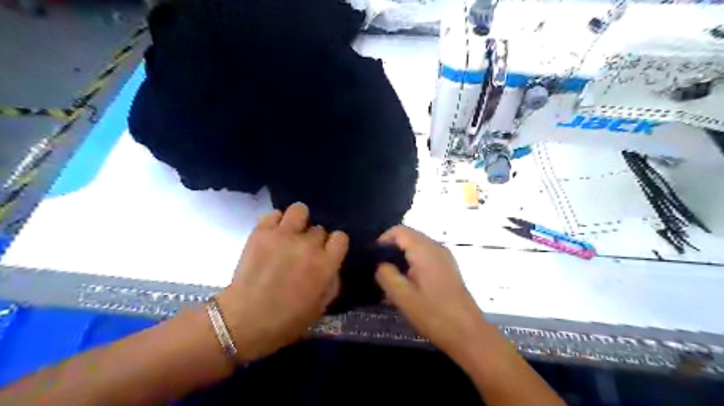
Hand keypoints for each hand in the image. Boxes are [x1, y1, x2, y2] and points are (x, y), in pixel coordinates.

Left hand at [218, 201, 346, 362]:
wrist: (243, 321)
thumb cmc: (285, 322)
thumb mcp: (320, 308)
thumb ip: (332, 283)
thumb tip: (332, 267)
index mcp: (325, 264)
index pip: (341, 237)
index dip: (334, 245)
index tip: (327, 254)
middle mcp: (308, 244)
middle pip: (319, 228)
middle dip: (314, 240)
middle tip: (302, 253)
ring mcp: (284, 235)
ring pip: (299, 210)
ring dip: (298, 221)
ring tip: (290, 234)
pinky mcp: (261, 232)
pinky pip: (274, 214)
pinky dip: (276, 222)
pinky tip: (273, 235)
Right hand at [376, 227, 488, 356]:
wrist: (469, 333)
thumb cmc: (434, 315)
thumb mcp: (403, 297)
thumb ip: (386, 275)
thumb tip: (380, 264)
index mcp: (425, 250)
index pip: (399, 231)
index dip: (383, 240)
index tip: (373, 258)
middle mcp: (436, 247)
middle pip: (409, 237)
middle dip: (391, 250)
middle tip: (379, 270)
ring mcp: (445, 257)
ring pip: (417, 248)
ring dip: (402, 258)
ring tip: (391, 280)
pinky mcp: (448, 268)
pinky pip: (426, 257)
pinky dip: (413, 264)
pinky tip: (408, 285)